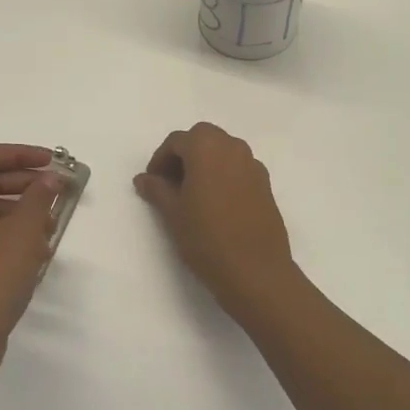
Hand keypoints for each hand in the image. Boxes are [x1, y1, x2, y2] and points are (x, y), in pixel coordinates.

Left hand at [0, 144, 62, 368]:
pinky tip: (39, 250)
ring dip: (21, 211)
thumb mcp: (22, 231)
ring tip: (52, 223)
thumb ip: (39, 197)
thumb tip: (50, 179)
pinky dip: (11, 235)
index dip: (19, 153)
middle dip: (23, 183)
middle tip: (57, 189)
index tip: (51, 161)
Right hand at [134, 123, 300, 318]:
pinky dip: (224, 174)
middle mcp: (233, 148)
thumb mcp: (173, 214)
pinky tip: (217, 203)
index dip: (160, 159)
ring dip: (206, 162)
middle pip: (203, 138)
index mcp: (207, 148)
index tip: (152, 182)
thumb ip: (157, 189)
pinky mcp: (266, 184)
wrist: (256, 271)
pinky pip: (239, 168)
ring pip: (223, 151)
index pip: (177, 141)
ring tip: (193, 193)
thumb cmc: (207, 238)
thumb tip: (143, 178)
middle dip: (184, 154)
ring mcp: (253, 165)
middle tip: (171, 183)